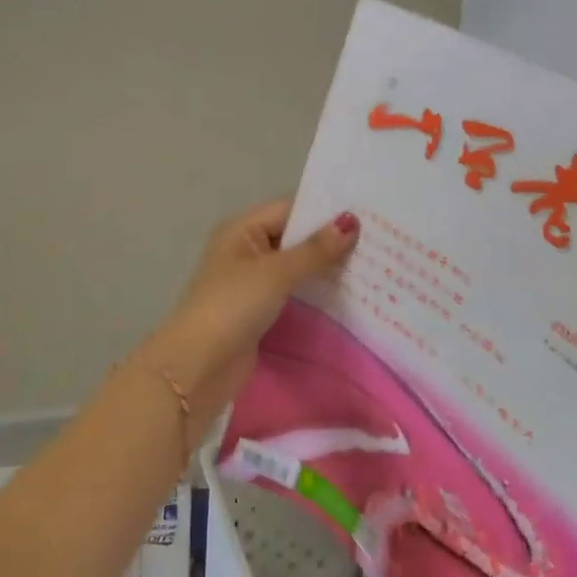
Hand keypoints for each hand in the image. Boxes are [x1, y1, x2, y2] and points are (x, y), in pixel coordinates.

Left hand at [144, 199, 358, 420]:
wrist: (197, 367)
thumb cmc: (233, 307)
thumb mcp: (276, 273)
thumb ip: (315, 250)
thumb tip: (351, 221)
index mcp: (241, 229)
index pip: (290, 210)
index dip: (325, 213)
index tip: (367, 216)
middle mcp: (245, 250)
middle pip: (294, 238)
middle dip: (330, 242)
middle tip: (378, 242)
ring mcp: (251, 282)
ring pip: (295, 267)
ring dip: (325, 269)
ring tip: (372, 267)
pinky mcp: (258, 311)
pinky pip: (292, 293)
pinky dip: (314, 293)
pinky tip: (346, 296)